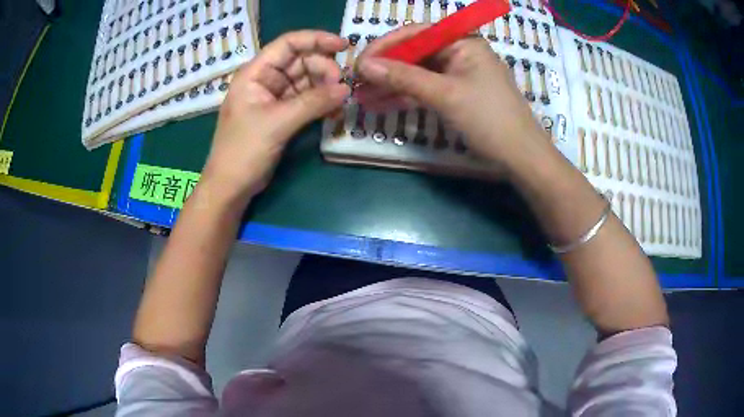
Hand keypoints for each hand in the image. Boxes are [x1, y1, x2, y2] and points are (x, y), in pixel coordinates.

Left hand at [202, 31, 350, 201]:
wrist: (231, 186)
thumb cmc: (243, 151)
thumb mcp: (277, 123)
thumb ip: (312, 103)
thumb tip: (346, 89)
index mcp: (255, 73)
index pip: (288, 44)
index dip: (316, 40)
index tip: (343, 46)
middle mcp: (265, 79)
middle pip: (301, 61)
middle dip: (323, 69)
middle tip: (341, 87)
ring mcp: (274, 97)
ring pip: (306, 80)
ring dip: (325, 86)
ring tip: (340, 100)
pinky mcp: (282, 114)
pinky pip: (307, 99)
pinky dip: (321, 102)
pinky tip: (333, 110)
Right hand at [355, 24, 549, 168]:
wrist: (520, 157)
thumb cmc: (489, 119)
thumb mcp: (445, 95)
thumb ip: (403, 77)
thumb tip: (363, 65)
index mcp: (463, 42)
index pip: (415, 34)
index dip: (384, 46)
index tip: (358, 63)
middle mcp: (459, 52)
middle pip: (414, 53)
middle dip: (384, 69)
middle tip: (355, 84)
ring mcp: (457, 74)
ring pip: (416, 73)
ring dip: (389, 85)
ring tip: (360, 97)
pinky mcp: (456, 94)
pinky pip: (425, 89)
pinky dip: (404, 96)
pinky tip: (380, 104)